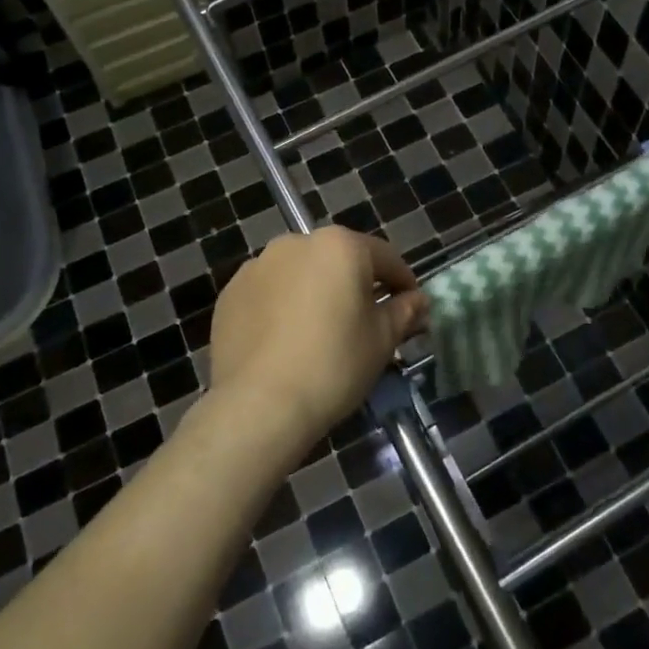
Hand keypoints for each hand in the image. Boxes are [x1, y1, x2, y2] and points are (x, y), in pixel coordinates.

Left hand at [206, 227, 428, 455]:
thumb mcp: (382, 340)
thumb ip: (403, 312)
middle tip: (367, 322)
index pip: (385, 257)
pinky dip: (282, 307)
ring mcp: (258, 266)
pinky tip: (286, 341)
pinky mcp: (231, 293)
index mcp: (339, 245)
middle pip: (338, 260)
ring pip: (300, 274)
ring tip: (321, 332)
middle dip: (356, 285)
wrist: (260, 405)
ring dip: (316, 293)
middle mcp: (296, 243)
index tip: (411, 307)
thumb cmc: (334, 365)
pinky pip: (269, 293)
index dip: (403, 282)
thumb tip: (418, 302)